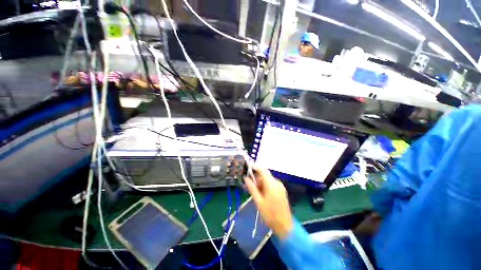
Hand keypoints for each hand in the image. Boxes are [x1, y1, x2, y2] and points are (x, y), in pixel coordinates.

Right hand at [244, 166, 292, 238]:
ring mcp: (280, 186)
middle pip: (265, 175)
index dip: (255, 167)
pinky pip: (272, 184)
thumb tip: (245, 178)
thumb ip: (252, 188)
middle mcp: (277, 183)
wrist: (285, 226)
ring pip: (268, 179)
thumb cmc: (270, 215)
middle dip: (257, 177)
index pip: (263, 171)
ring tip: (255, 191)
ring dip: (261, 182)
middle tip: (249, 184)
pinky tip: (262, 193)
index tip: (248, 167)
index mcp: (272, 185)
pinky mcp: (281, 190)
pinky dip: (265, 185)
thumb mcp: (258, 201)